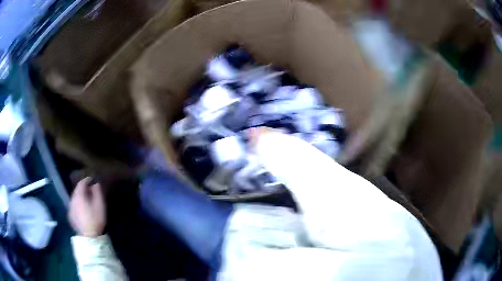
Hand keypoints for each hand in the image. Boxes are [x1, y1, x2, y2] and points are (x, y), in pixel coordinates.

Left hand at [68, 177, 105, 236]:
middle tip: (89, 190)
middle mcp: (72, 199)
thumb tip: (95, 184)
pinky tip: (82, 209)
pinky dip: (77, 204)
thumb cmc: (95, 219)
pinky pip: (73, 206)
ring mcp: (70, 208)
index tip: (91, 180)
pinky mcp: (70, 216)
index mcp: (79, 195)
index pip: (81, 183)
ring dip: (79, 196)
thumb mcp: (100, 205)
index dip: (86, 180)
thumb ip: (97, 192)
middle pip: (76, 190)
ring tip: (86, 199)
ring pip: (74, 198)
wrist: (89, 237)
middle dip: (82, 188)